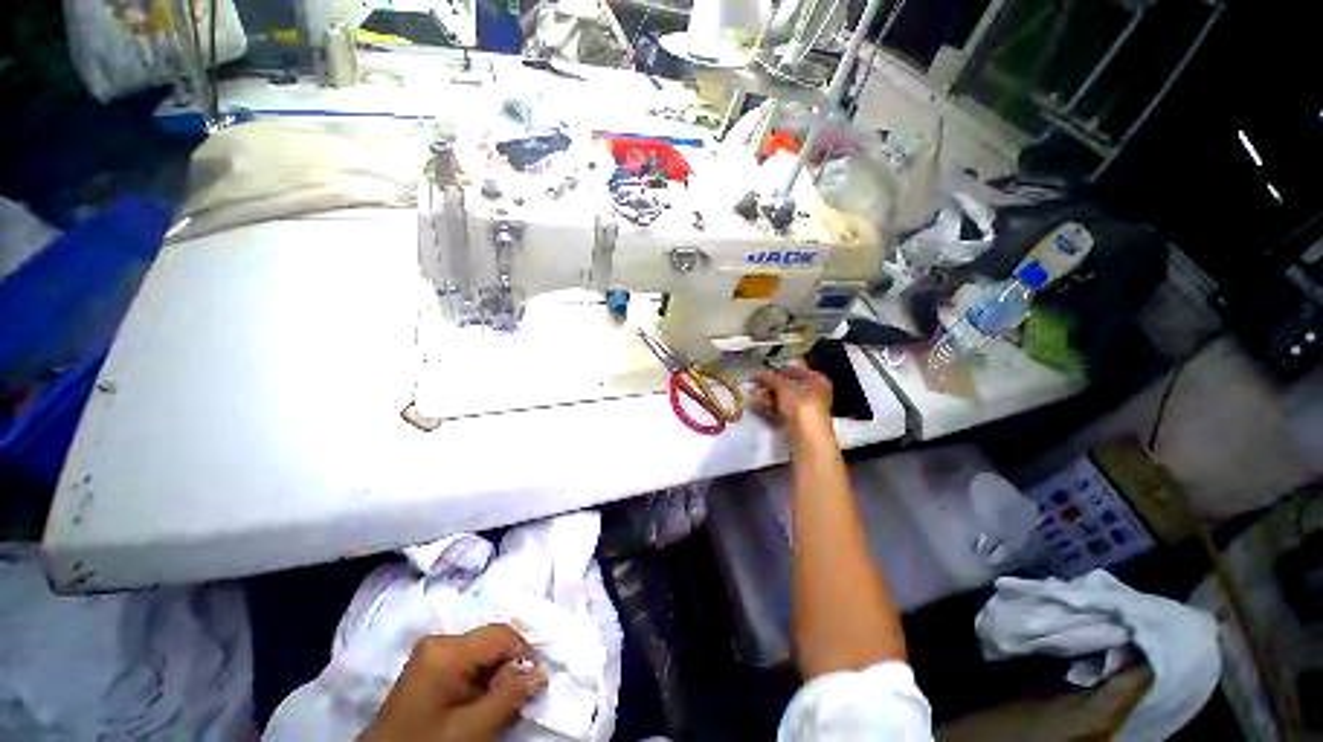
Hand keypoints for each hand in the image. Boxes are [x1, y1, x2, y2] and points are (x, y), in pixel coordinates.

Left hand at [363, 625, 546, 741]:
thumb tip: (541, 672)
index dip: (524, 656)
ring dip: (495, 676)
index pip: (502, 635)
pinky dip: (480, 681)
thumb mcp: (472, 729)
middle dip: (509, 668)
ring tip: (497, 705)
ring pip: (481, 653)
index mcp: (447, 649)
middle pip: (491, 642)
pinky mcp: (428, 666)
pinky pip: (467, 662)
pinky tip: (480, 702)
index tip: (536, 683)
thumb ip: (508, 696)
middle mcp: (439, 641)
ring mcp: (431, 653)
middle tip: (517, 699)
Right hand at [754, 366, 832, 436]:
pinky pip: (781, 409)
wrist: (807, 436)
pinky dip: (769, 405)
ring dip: (767, 395)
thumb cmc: (801, 405)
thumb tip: (760, 374)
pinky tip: (755, 403)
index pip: (795, 370)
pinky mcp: (797, 422)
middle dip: (770, 385)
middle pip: (788, 385)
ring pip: (783, 398)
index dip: (777, 370)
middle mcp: (814, 393)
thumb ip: (771, 378)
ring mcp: (806, 409)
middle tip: (754, 384)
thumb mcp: (784, 387)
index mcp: (817, 380)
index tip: (762, 372)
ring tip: (751, 393)